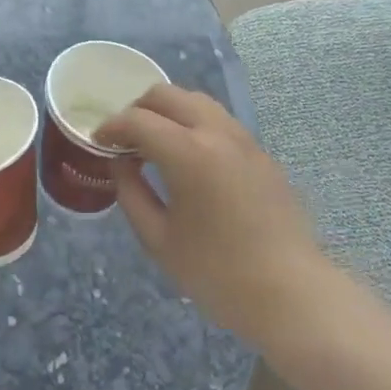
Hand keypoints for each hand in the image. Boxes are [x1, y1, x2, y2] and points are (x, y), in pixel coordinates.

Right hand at [99, 86, 333, 349]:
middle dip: (137, 109)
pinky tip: (188, 156)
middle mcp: (216, 132)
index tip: (98, 142)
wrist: (292, 294)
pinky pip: (218, 120)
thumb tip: (121, 163)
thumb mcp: (159, 240)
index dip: (111, 127)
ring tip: (154, 142)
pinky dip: (193, 123)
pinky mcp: (260, 152)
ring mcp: (243, 138)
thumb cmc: (218, 273)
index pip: (137, 120)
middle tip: (123, 138)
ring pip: (196, 100)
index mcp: (188, 152)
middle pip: (167, 95)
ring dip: (168, 111)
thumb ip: (132, 193)